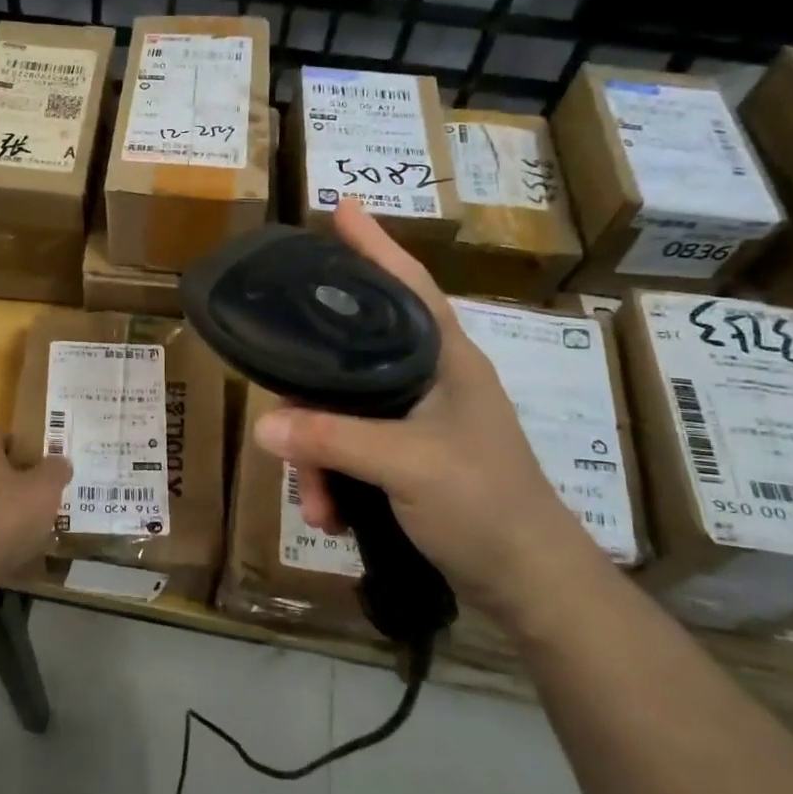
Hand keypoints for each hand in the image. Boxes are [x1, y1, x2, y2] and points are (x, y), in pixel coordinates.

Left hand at [0, 431, 70, 589]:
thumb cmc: (2, 517)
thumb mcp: (44, 489)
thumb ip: (55, 471)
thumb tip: (59, 462)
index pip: (0, 436)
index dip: (24, 447)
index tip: (46, 463)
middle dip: (19, 484)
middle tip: (46, 497)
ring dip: (8, 515)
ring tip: (37, 531)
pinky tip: (17, 557)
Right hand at [253, 200, 608, 630]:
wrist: (529, 585)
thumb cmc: (485, 505)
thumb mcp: (407, 465)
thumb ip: (333, 440)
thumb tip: (263, 424)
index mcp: (445, 359)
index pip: (407, 284)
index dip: (374, 245)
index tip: (340, 208)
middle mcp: (428, 381)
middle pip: (350, 357)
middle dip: (310, 394)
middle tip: (280, 410)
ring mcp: (416, 423)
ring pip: (341, 413)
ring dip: (318, 457)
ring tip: (316, 502)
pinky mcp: (406, 460)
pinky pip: (348, 452)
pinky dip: (333, 482)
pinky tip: (329, 516)